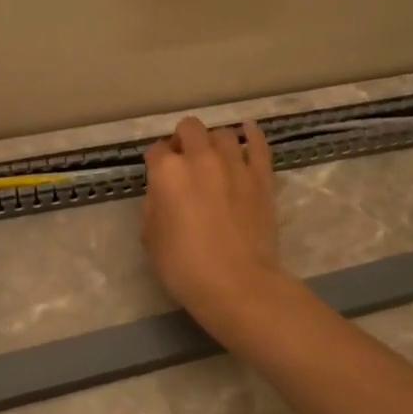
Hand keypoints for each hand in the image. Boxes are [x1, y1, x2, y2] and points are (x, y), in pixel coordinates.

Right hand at [141, 117, 280, 320]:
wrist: (237, 284)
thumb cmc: (184, 267)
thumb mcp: (150, 238)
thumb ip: (154, 205)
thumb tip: (162, 192)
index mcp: (167, 172)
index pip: (155, 151)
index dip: (155, 163)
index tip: (158, 177)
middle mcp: (200, 158)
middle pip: (189, 129)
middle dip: (183, 141)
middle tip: (184, 163)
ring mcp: (234, 164)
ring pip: (222, 134)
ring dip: (213, 142)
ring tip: (213, 159)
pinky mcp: (261, 177)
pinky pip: (258, 145)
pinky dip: (252, 134)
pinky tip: (248, 130)